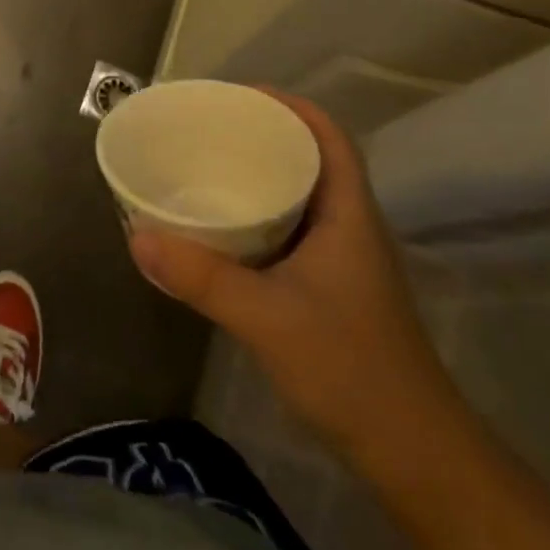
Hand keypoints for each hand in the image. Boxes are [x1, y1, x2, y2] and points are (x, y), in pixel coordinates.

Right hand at [127, 91, 460, 472]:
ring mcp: (339, 261)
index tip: (237, 95)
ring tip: (203, 166)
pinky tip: (217, 229)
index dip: (290, 106)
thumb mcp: (267, 317)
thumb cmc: (351, 370)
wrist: (412, 455)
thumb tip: (137, 236)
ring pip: (296, 197)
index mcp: (348, 216)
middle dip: (261, 136)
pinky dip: (253, 217)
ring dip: (256, 177)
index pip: (328, 138)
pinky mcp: (326, 289)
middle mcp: (347, 228)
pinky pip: (285, 231)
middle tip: (205, 128)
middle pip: (308, 160)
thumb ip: (202, 277)